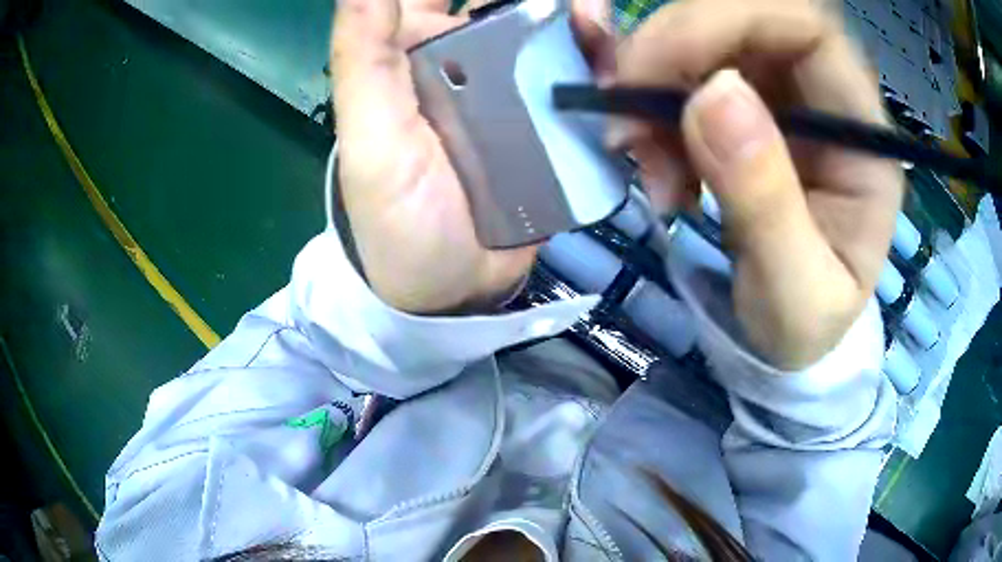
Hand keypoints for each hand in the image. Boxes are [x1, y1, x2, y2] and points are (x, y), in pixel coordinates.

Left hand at [330, 0, 610, 313]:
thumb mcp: (369, 136)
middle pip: (521, 3)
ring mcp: (523, 89)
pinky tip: (621, 73)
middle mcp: (474, 56)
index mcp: (421, 48)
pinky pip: (589, 80)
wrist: (451, 292)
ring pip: (563, 33)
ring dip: (589, 25)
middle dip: (556, 1)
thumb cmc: (396, 220)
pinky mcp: (557, 123)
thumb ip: (363, 55)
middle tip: (582, 13)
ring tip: (600, 37)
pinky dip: (608, 67)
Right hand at [614, 0, 902, 368]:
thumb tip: (713, 94)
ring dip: (650, 88)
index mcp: (861, 134)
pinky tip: (648, 158)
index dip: (723, 20)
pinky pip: (684, 74)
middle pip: (742, 20)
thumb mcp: (794, 294)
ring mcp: (783, 97)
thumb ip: (767, 203)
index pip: (804, 26)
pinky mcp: (745, 109)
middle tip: (622, 119)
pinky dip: (648, 103)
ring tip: (637, 161)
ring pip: (703, 43)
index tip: (652, 72)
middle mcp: (825, 97)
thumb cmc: (804, 325)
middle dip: (670, 53)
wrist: (790, 339)